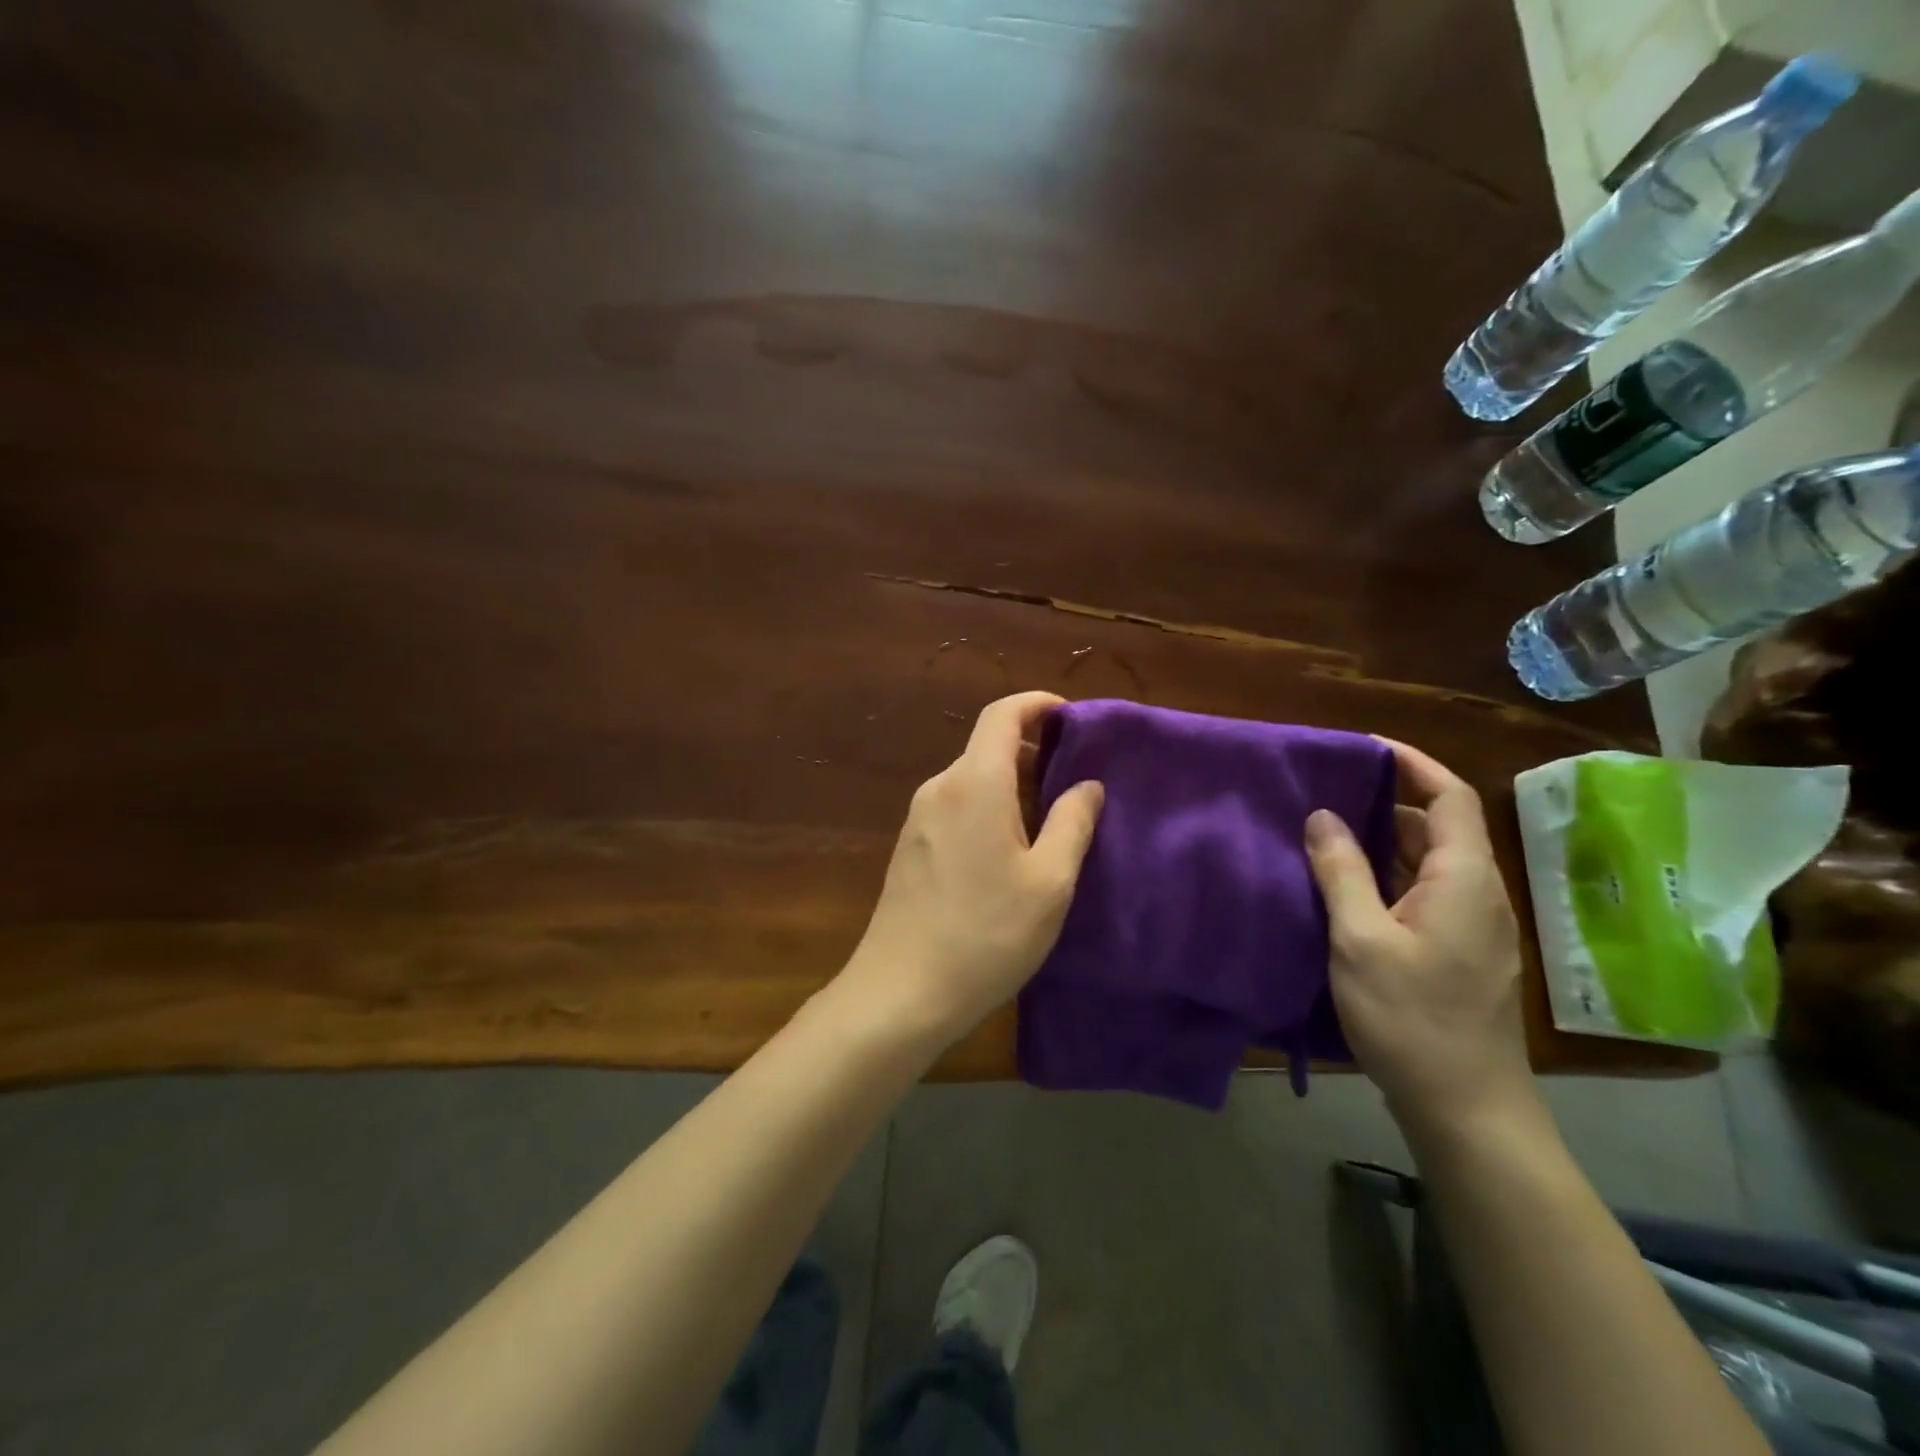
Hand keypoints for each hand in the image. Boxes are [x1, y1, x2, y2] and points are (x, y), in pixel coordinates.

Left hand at [841, 692, 1104, 1044]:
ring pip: (971, 779)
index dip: (1037, 704)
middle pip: (986, 746)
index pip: (1001, 714)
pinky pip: (955, 806)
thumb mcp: (1049, 882)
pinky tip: (1008, 849)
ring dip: (1010, 784)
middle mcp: (940, 788)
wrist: (901, 991)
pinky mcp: (910, 846)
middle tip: (1073, 779)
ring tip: (1048, 818)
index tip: (1071, 717)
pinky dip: (987, 807)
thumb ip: (1073, 823)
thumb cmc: (986, 934)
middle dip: (1031, 749)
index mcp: (974, 783)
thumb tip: (1088, 785)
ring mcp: (918, 817)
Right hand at [1304, 738, 1536, 1141]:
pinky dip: (1389, 875)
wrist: (1466, 1108)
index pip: (1451, 796)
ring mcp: (1473, 927)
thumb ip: (1342, 871)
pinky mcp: (1459, 952)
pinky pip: (1426, 893)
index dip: (1413, 763)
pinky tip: (1347, 887)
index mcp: (1464, 879)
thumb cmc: (1412, 1018)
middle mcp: (1478, 894)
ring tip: (1327, 832)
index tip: (1364, 748)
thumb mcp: (1360, 939)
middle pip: (1440, 826)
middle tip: (1328, 791)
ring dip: (1385, 840)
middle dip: (1388, 800)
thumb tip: (1323, 815)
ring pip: (1431, 862)